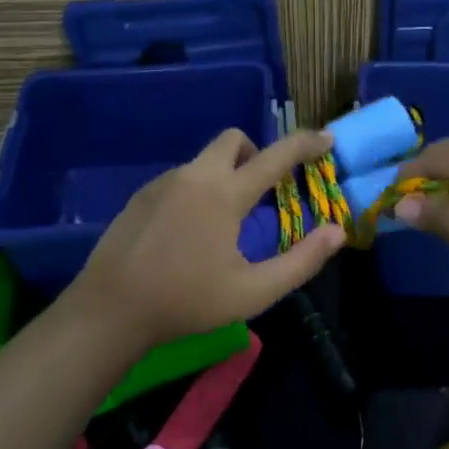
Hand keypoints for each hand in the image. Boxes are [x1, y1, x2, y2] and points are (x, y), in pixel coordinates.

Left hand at [66, 129, 345, 349]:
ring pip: (205, 160)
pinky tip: (188, 234)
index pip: (276, 155)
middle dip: (255, 153)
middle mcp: (196, 175)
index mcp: (226, 193)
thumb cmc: (187, 301)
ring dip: (224, 175)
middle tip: (262, 191)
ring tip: (223, 225)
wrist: (111, 309)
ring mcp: (164, 181)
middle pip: (233, 139)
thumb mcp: (253, 291)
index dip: (305, 144)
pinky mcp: (142, 194)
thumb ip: (301, 261)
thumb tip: (337, 232)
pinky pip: (181, 178)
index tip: (326, 138)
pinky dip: (197, 191)